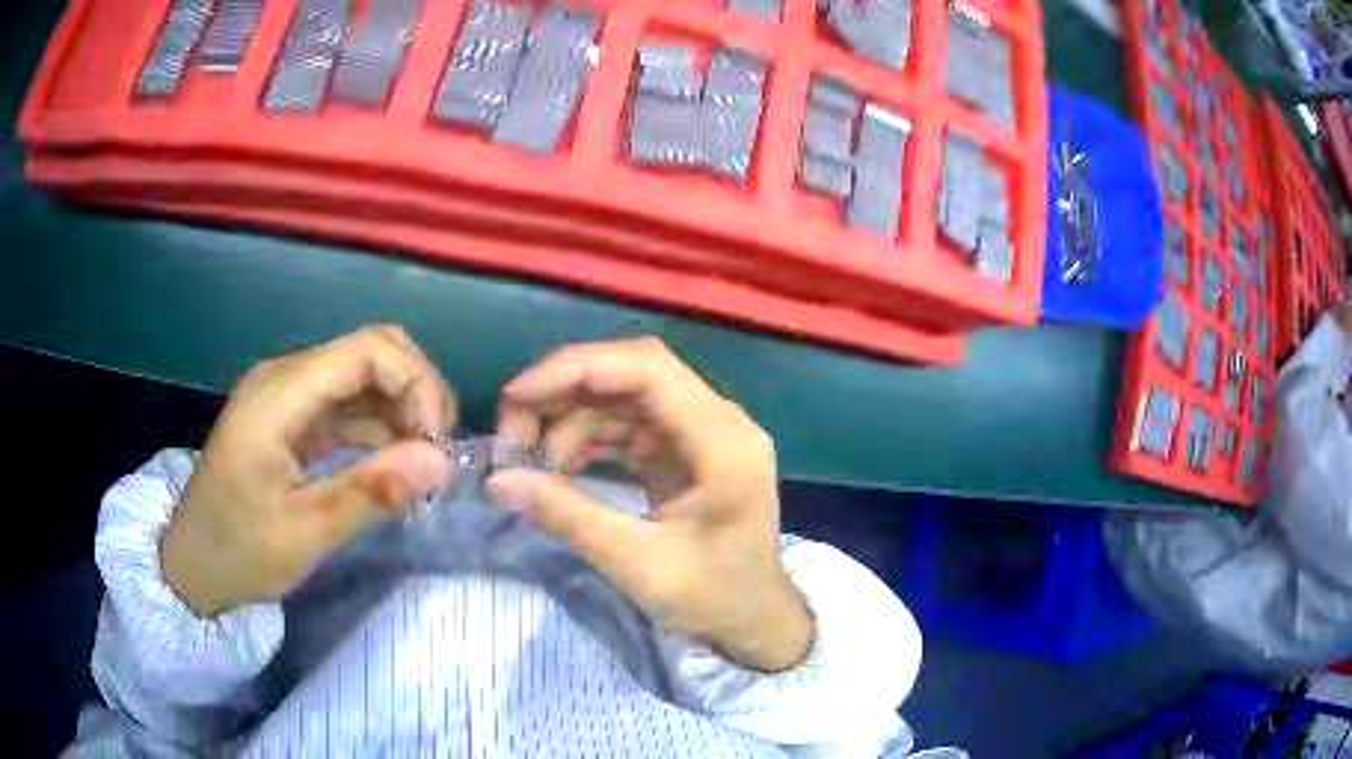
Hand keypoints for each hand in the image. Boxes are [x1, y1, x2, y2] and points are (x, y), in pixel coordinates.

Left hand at [161, 326, 455, 617]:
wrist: (193, 565)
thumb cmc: (239, 550)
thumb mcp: (304, 533)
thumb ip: (370, 492)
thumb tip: (442, 461)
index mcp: (281, 393)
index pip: (369, 350)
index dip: (417, 384)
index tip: (437, 446)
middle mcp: (286, 378)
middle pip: (372, 352)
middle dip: (416, 394)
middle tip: (435, 455)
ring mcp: (288, 396)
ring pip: (364, 377)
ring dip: (402, 412)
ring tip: (422, 468)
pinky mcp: (292, 419)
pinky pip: (348, 406)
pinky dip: (380, 429)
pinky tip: (394, 467)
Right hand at [489, 338, 812, 671]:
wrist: (755, 617)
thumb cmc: (712, 597)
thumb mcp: (637, 564)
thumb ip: (568, 516)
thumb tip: (498, 481)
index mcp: (723, 443)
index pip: (648, 369)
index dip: (577, 369)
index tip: (518, 396)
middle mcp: (719, 421)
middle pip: (632, 373)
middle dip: (564, 392)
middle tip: (513, 433)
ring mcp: (704, 431)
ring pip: (624, 395)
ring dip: (571, 417)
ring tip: (528, 457)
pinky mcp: (687, 446)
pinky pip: (630, 422)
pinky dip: (589, 436)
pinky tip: (557, 465)